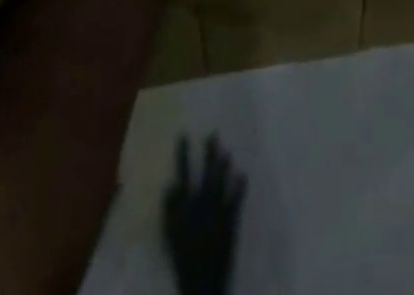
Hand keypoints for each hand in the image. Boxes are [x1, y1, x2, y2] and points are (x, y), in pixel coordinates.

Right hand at [163, 133, 245, 294]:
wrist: (203, 285)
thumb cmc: (184, 259)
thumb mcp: (170, 237)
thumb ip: (169, 210)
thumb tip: (170, 184)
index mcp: (186, 209)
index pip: (183, 175)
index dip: (183, 155)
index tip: (184, 135)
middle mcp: (203, 206)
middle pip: (206, 174)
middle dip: (209, 153)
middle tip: (213, 134)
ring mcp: (218, 213)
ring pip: (222, 183)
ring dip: (224, 166)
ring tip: (227, 150)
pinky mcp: (231, 223)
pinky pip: (237, 200)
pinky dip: (240, 187)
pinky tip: (244, 174)